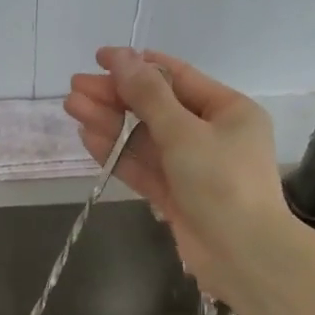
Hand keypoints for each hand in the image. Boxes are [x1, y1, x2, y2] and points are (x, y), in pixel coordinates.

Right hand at [64, 46, 286, 297]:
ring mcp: (192, 167)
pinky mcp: (176, 196)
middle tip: (75, 86)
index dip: (137, 65)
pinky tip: (88, 137)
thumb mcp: (184, 132)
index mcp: (228, 110)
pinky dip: (118, 153)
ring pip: (145, 138)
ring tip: (71, 107)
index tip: (100, 58)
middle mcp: (212, 134)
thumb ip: (148, 96)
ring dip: (110, 123)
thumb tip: (121, 59)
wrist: (243, 256)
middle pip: (156, 108)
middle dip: (115, 97)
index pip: (177, 77)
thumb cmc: (221, 183)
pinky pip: (144, 167)